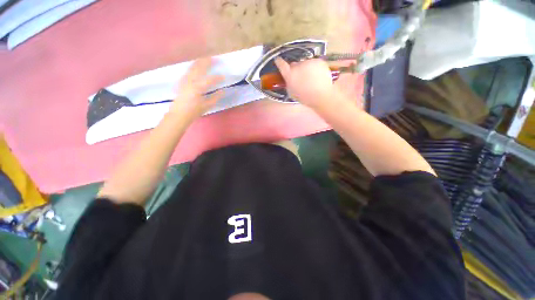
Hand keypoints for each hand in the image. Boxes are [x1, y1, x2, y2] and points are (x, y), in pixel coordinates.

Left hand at [169, 58, 223, 122]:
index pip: (210, 80)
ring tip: (204, 58)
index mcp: (198, 88)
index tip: (224, 77)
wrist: (179, 114)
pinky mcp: (181, 82)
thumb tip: (223, 91)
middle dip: (207, 63)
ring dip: (199, 62)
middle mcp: (191, 81)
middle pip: (199, 69)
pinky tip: (194, 66)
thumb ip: (215, 97)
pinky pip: (187, 71)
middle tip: (213, 58)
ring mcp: (185, 80)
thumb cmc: (194, 111)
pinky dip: (192, 67)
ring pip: (192, 68)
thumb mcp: (207, 106)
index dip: (218, 78)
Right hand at [274, 58, 335, 108]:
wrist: (321, 95)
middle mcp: (298, 65)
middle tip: (301, 78)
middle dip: (296, 69)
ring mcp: (309, 61)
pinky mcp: (318, 60)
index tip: (278, 60)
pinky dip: (315, 68)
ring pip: (305, 63)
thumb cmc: (305, 97)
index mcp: (290, 74)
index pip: (281, 64)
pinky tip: (318, 76)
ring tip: (311, 79)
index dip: (279, 62)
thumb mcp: (292, 92)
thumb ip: (289, 83)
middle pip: (294, 64)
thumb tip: (289, 78)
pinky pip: (314, 63)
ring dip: (306, 69)